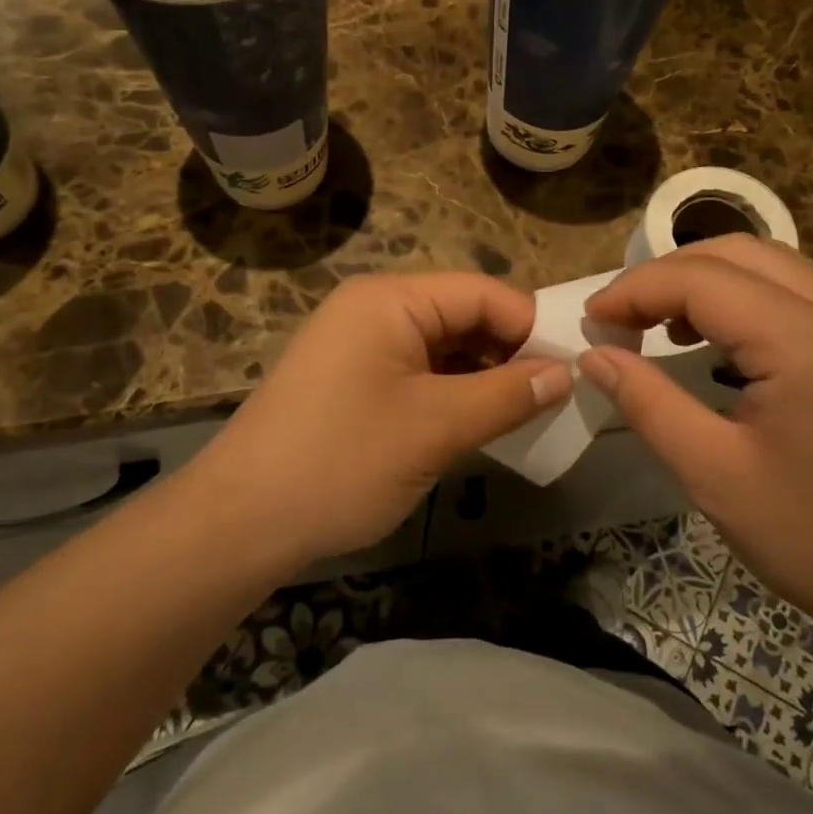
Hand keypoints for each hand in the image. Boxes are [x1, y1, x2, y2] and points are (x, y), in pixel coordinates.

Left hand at [189, 273, 572, 564]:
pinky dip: (451, 394)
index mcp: (391, 300)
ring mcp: (358, 345)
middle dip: (509, 354)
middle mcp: (374, 309)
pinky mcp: (351, 381)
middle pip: (463, 316)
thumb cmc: (342, 460)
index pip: (483, 293)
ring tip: (523, 417)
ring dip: (482, 378)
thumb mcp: (435, 427)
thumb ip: (507, 395)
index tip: (572, 372)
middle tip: (553, 400)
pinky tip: (476, 425)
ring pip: (442, 348)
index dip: (531, 327)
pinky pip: (417, 373)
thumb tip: (565, 374)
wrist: (241, 521)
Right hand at [578, 235, 812, 640]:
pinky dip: (744, 298)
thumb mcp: (714, 475)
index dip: (635, 290)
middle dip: (666, 275)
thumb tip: (594, 355)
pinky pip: (797, 292)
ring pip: (770, 264)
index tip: (591, 319)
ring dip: (704, 281)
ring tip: (657, 325)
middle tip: (619, 318)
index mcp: (809, 341)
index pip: (701, 279)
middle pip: (737, 252)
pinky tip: (718, 340)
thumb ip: (647, 402)